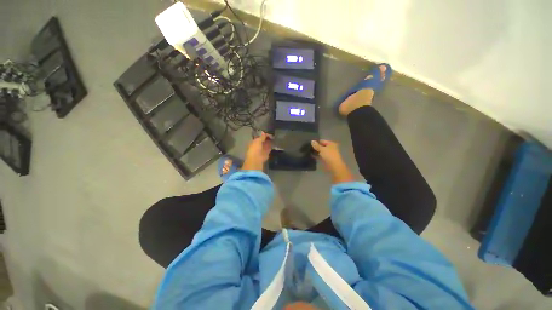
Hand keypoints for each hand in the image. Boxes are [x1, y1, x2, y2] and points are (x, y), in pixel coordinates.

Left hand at [242, 132, 272, 170]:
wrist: (256, 159)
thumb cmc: (255, 148)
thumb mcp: (258, 140)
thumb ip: (262, 136)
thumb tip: (264, 132)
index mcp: (254, 142)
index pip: (259, 137)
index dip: (263, 135)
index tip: (268, 132)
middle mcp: (258, 145)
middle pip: (263, 140)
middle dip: (267, 138)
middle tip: (272, 134)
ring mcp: (262, 149)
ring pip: (266, 144)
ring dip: (269, 141)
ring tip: (274, 137)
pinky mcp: (266, 153)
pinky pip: (269, 148)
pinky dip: (271, 146)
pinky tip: (275, 142)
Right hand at [311, 140, 353, 183]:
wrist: (334, 166)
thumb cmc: (329, 155)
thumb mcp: (322, 149)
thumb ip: (316, 145)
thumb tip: (312, 141)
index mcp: (331, 144)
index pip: (322, 141)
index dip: (316, 142)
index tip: (310, 143)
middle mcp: (330, 148)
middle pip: (322, 146)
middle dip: (316, 147)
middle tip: (308, 147)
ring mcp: (329, 154)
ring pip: (321, 151)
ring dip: (316, 151)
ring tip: (308, 151)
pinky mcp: (327, 159)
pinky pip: (321, 156)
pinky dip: (317, 156)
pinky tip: (311, 155)